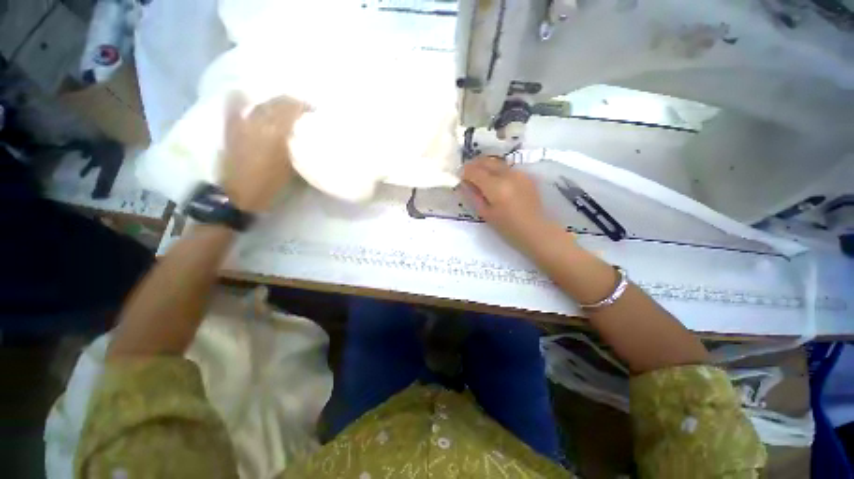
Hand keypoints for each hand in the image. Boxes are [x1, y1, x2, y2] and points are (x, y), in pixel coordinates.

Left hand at [220, 93, 308, 212]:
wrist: (239, 193)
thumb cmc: (271, 183)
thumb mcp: (291, 166)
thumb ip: (298, 146)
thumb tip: (306, 134)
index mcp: (275, 131)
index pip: (292, 107)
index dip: (305, 106)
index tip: (315, 112)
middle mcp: (258, 120)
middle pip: (277, 101)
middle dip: (292, 103)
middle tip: (303, 111)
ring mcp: (242, 121)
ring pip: (261, 102)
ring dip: (275, 103)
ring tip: (284, 110)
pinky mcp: (232, 126)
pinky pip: (238, 105)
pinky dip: (247, 101)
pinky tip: (254, 102)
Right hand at [460, 156, 566, 252]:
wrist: (535, 230)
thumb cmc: (507, 227)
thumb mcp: (485, 214)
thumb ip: (473, 196)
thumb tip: (463, 183)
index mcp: (495, 187)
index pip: (474, 171)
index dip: (464, 172)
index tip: (460, 177)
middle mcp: (507, 175)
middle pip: (486, 161)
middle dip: (474, 165)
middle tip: (468, 174)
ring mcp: (519, 173)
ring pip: (497, 162)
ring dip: (486, 166)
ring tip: (481, 177)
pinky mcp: (526, 175)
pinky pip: (507, 168)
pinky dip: (497, 170)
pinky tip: (496, 181)